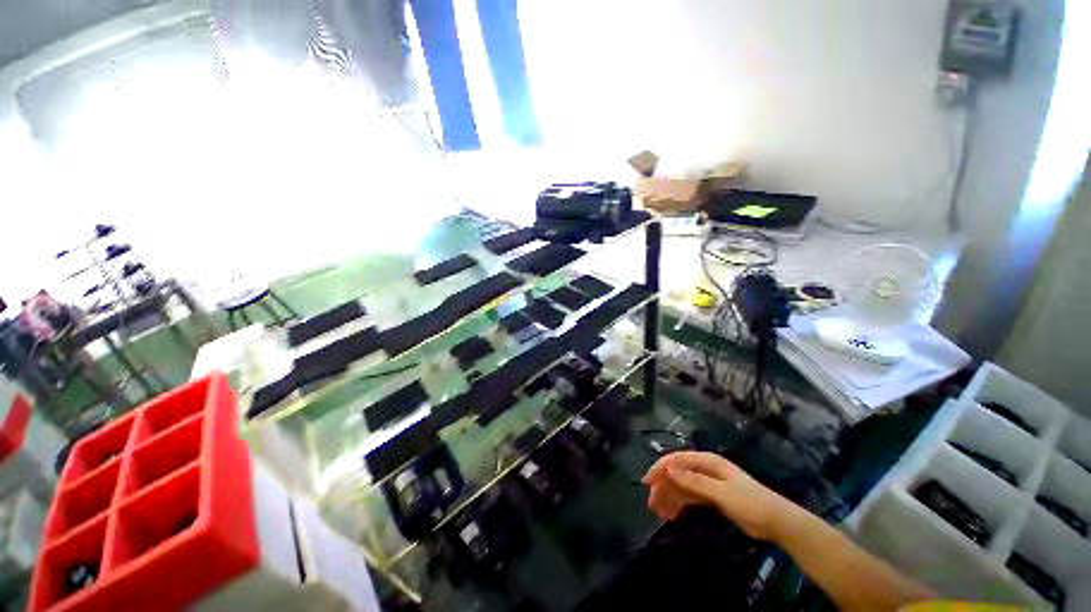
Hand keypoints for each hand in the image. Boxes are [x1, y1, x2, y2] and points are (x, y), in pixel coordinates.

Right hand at [642, 451, 792, 540]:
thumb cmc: (750, 503)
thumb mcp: (721, 492)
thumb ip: (695, 481)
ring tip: (659, 513)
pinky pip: (690, 497)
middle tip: (652, 504)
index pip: (677, 460)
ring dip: (669, 497)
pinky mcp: (712, 496)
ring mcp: (708, 483)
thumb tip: (669, 470)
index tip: (647, 482)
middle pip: (677, 473)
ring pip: (682, 486)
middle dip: (663, 486)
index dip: (660, 468)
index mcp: (707, 462)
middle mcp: (705, 469)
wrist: (777, 522)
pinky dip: (680, 504)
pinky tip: (672, 514)